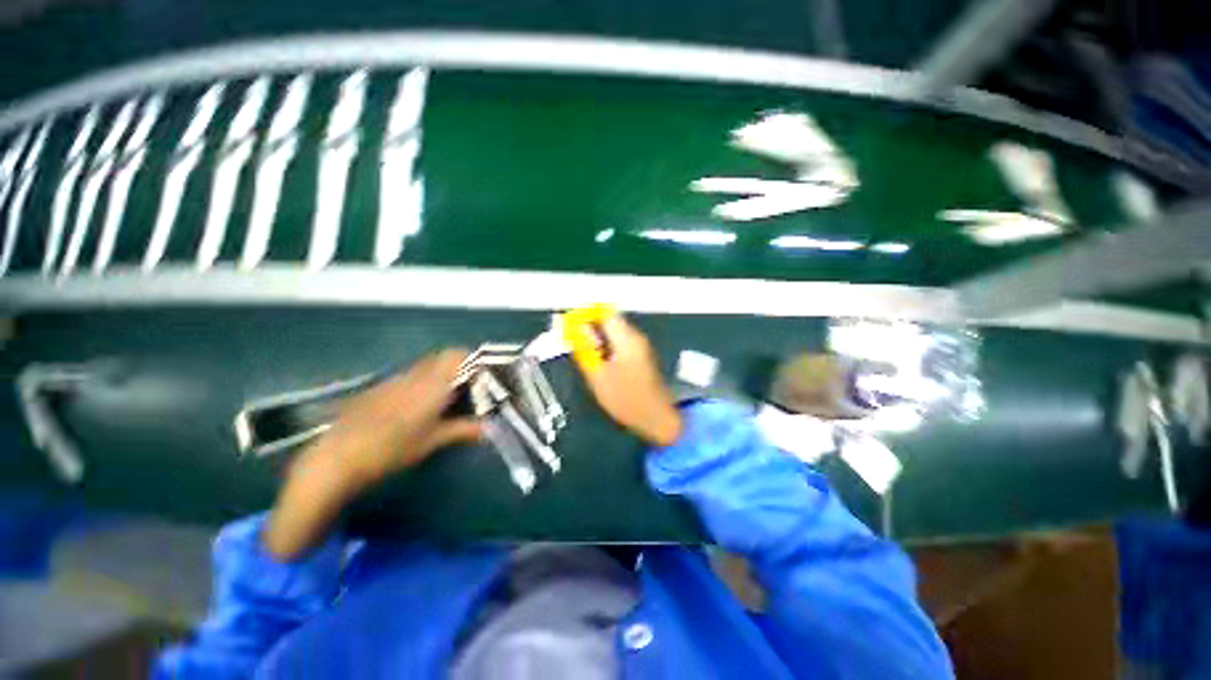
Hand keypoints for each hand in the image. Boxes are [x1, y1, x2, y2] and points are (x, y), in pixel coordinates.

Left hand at [264, 350, 480, 559]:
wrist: (338, 457)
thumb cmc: (390, 450)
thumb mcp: (431, 442)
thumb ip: (463, 430)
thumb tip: (489, 429)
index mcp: (433, 386)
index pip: (459, 357)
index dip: (476, 360)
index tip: (486, 373)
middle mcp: (416, 375)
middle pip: (444, 356)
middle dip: (462, 363)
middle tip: (472, 383)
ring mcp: (396, 378)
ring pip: (428, 363)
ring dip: (444, 370)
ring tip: (450, 392)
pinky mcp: (382, 386)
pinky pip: (412, 373)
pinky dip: (425, 378)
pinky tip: (421, 401)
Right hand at [576, 314, 682, 446]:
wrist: (656, 419)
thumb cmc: (625, 398)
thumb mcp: (598, 375)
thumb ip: (583, 349)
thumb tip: (571, 328)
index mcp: (626, 338)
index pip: (603, 313)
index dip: (585, 317)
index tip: (570, 329)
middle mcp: (636, 337)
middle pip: (609, 321)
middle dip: (590, 329)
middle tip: (575, 346)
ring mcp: (641, 346)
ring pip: (614, 333)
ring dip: (598, 340)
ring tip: (586, 357)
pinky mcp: (641, 356)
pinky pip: (620, 343)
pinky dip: (607, 349)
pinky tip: (600, 365)